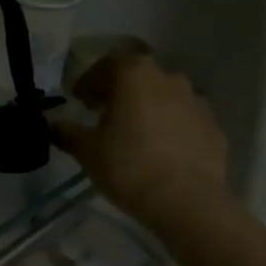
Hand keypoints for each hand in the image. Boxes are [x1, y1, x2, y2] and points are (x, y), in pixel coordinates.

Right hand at [53, 55, 229, 225]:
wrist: (188, 200)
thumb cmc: (129, 167)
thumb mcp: (88, 152)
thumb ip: (67, 133)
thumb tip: (52, 125)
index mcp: (134, 75)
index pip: (106, 65)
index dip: (89, 82)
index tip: (79, 100)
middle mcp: (168, 78)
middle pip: (138, 77)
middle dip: (119, 92)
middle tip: (104, 114)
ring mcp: (196, 100)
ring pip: (164, 97)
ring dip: (147, 108)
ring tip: (134, 134)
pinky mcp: (213, 126)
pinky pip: (183, 120)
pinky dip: (170, 127)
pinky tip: (161, 151)